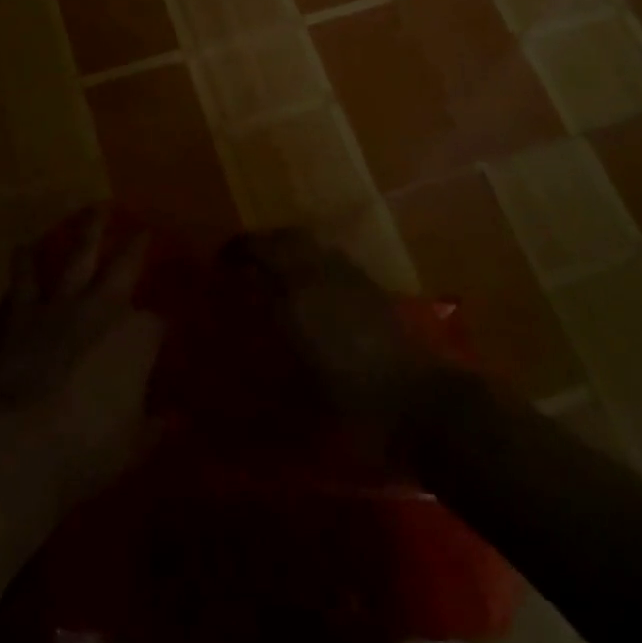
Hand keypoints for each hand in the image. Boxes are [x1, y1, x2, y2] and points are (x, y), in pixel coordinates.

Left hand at [0, 211, 164, 508]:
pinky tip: (21, 248)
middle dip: (136, 246)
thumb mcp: (131, 446)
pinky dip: (23, 263)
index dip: (165, 328)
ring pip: (77, 257)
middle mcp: (103, 308)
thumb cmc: (88, 447)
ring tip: (92, 208)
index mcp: (138, 335)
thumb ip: (151, 428)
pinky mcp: (22, 316)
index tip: (168, 332)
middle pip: (125, 265)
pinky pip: (24, 281)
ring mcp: (61, 306)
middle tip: (143, 228)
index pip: (159, 323)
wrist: (19, 443)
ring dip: (86, 232)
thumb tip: (169, 423)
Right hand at [225, 229, 452, 431]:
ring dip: (289, 248)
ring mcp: (351, 277)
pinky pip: (333, 259)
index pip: (260, 251)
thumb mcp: (298, 393)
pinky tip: (312, 290)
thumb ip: (263, 359)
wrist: (422, 405)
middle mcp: (322, 273)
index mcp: (298, 292)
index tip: (219, 262)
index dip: (236, 251)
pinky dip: (313, 262)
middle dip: (262, 243)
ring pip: (312, 244)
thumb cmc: (354, 404)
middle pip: (287, 237)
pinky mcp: (373, 288)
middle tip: (245, 262)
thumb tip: (231, 351)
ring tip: (275, 272)